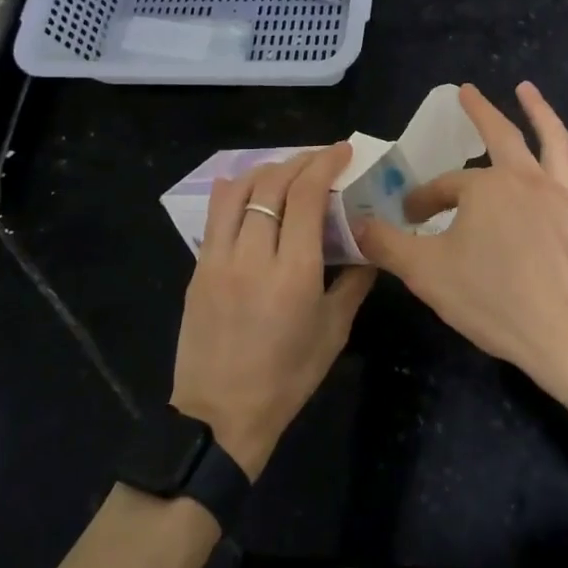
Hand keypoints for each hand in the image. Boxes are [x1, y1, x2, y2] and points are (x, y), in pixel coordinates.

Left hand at [169, 143, 374, 478]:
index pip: (306, 195)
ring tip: (287, 169)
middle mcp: (253, 255)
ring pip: (239, 190)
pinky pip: (216, 214)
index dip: (325, 164)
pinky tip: (251, 190)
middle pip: (272, 184)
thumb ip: (354, 281)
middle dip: (300, 160)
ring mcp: (218, 259)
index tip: (342, 151)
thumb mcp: (333, 331)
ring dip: (267, 169)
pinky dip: (237, 191)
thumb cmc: (287, 377)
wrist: (220, 416)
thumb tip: (369, 246)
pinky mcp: (198, 268)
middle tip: (321, 158)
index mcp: (293, 272)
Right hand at [356, 83, 567, 397]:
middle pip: (500, 134)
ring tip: (526, 89)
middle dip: (479, 111)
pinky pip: (567, 172)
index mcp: (485, 187)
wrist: (566, 334)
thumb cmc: (493, 299)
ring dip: (537, 110)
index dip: (423, 199)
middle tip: (466, 91)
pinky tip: (551, 162)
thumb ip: (388, 245)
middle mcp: (524, 179)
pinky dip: (556, 154)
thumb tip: (357, 225)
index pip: (444, 186)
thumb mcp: (426, 273)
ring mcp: (559, 194)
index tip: (409, 218)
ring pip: (550, 139)